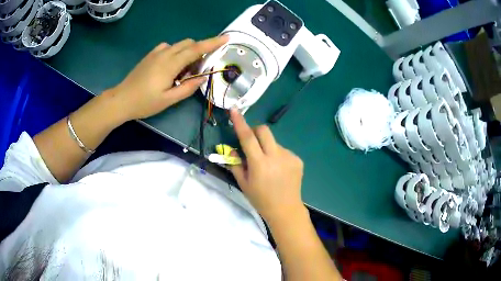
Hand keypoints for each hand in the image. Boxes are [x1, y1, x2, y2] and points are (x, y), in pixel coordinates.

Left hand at [105, 35, 228, 121]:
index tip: (226, 38)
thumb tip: (203, 77)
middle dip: (199, 51)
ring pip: (179, 45)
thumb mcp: (169, 100)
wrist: (122, 99)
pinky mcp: (151, 54)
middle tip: (197, 70)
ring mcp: (156, 52)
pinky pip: (169, 47)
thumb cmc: (145, 102)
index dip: (212, 43)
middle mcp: (165, 53)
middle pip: (189, 43)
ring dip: (187, 53)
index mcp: (171, 64)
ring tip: (182, 72)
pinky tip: (170, 67)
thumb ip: (188, 88)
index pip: (196, 49)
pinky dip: (176, 53)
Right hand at [229, 109, 304, 223]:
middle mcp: (276, 156)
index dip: (240, 123)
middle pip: (264, 130)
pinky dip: (277, 155)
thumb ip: (235, 164)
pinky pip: (283, 150)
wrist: (286, 209)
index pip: (247, 137)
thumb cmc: (261, 199)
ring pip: (274, 142)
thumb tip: (231, 149)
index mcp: (260, 164)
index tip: (234, 110)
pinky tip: (278, 170)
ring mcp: (289, 157)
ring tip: (268, 165)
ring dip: (267, 147)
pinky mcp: (298, 160)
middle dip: (255, 131)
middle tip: (252, 144)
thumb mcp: (243, 184)